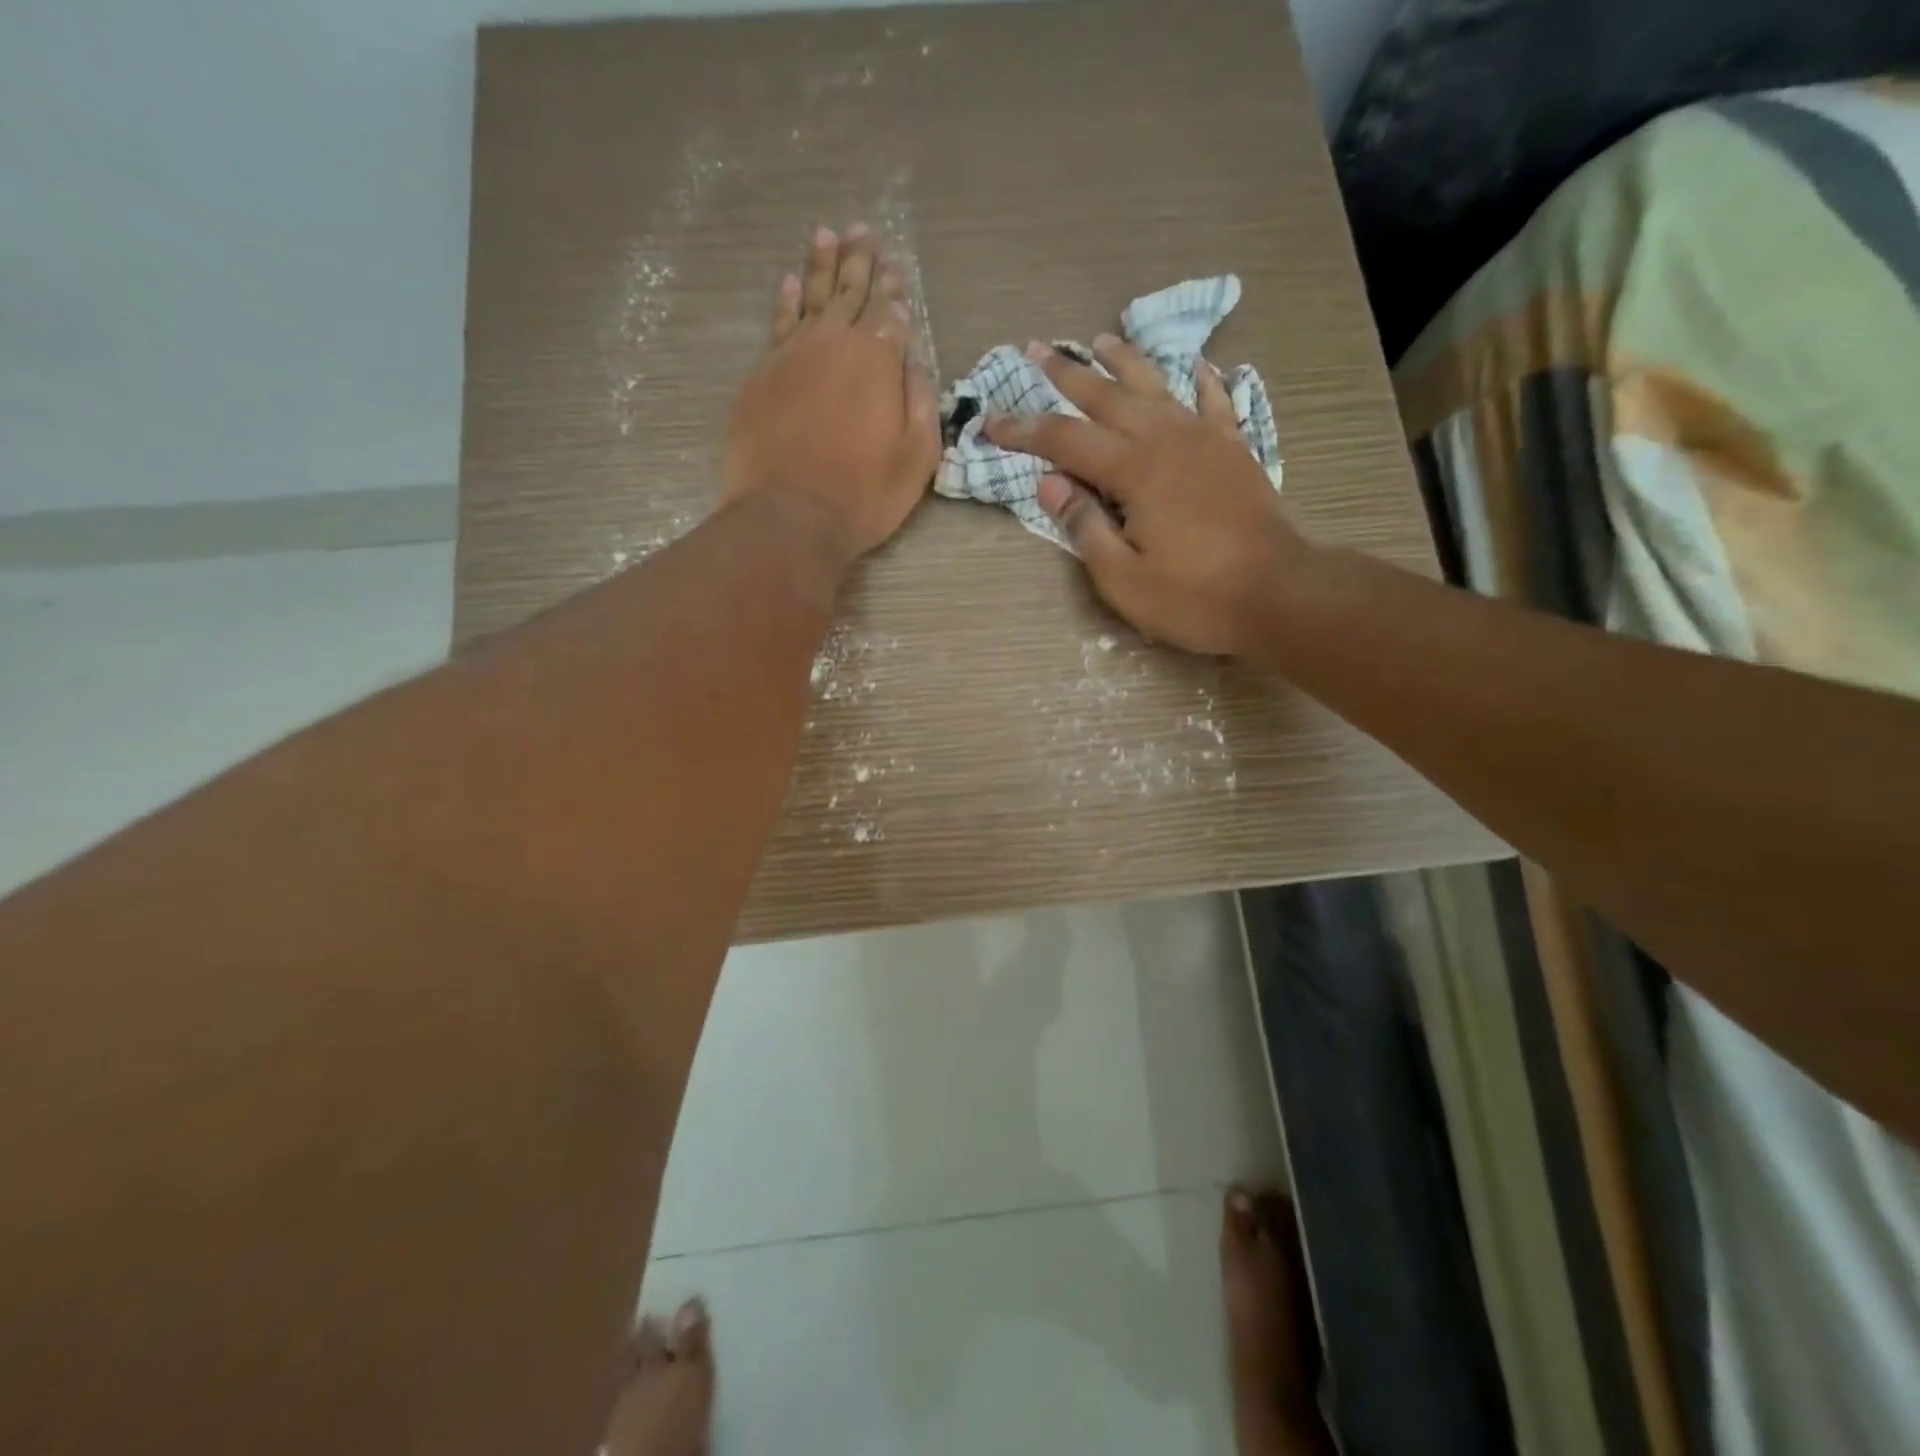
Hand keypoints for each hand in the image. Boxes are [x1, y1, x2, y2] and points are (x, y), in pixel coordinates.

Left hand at [722, 223, 939, 564]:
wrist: (789, 516)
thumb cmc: (864, 495)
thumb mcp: (916, 456)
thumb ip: (921, 399)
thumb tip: (914, 357)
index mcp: (877, 360)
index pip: (889, 312)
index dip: (894, 289)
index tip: (896, 267)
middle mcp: (834, 343)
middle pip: (849, 292)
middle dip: (860, 261)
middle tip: (862, 231)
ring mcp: (791, 355)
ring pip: (810, 297)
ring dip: (822, 265)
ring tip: (827, 235)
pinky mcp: (761, 375)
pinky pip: (777, 323)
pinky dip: (786, 299)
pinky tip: (790, 282)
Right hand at [983, 337, 1312, 655]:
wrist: (1278, 595)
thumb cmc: (1194, 596)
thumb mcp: (1123, 577)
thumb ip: (1084, 526)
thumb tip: (1050, 483)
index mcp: (1134, 470)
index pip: (1065, 440)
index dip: (1024, 430)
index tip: (991, 422)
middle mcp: (1167, 440)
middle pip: (1108, 397)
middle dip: (1068, 375)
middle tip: (1037, 350)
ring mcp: (1206, 440)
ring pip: (1157, 388)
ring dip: (1125, 363)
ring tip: (1101, 341)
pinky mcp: (1235, 451)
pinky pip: (1215, 403)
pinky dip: (1201, 381)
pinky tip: (1195, 365)